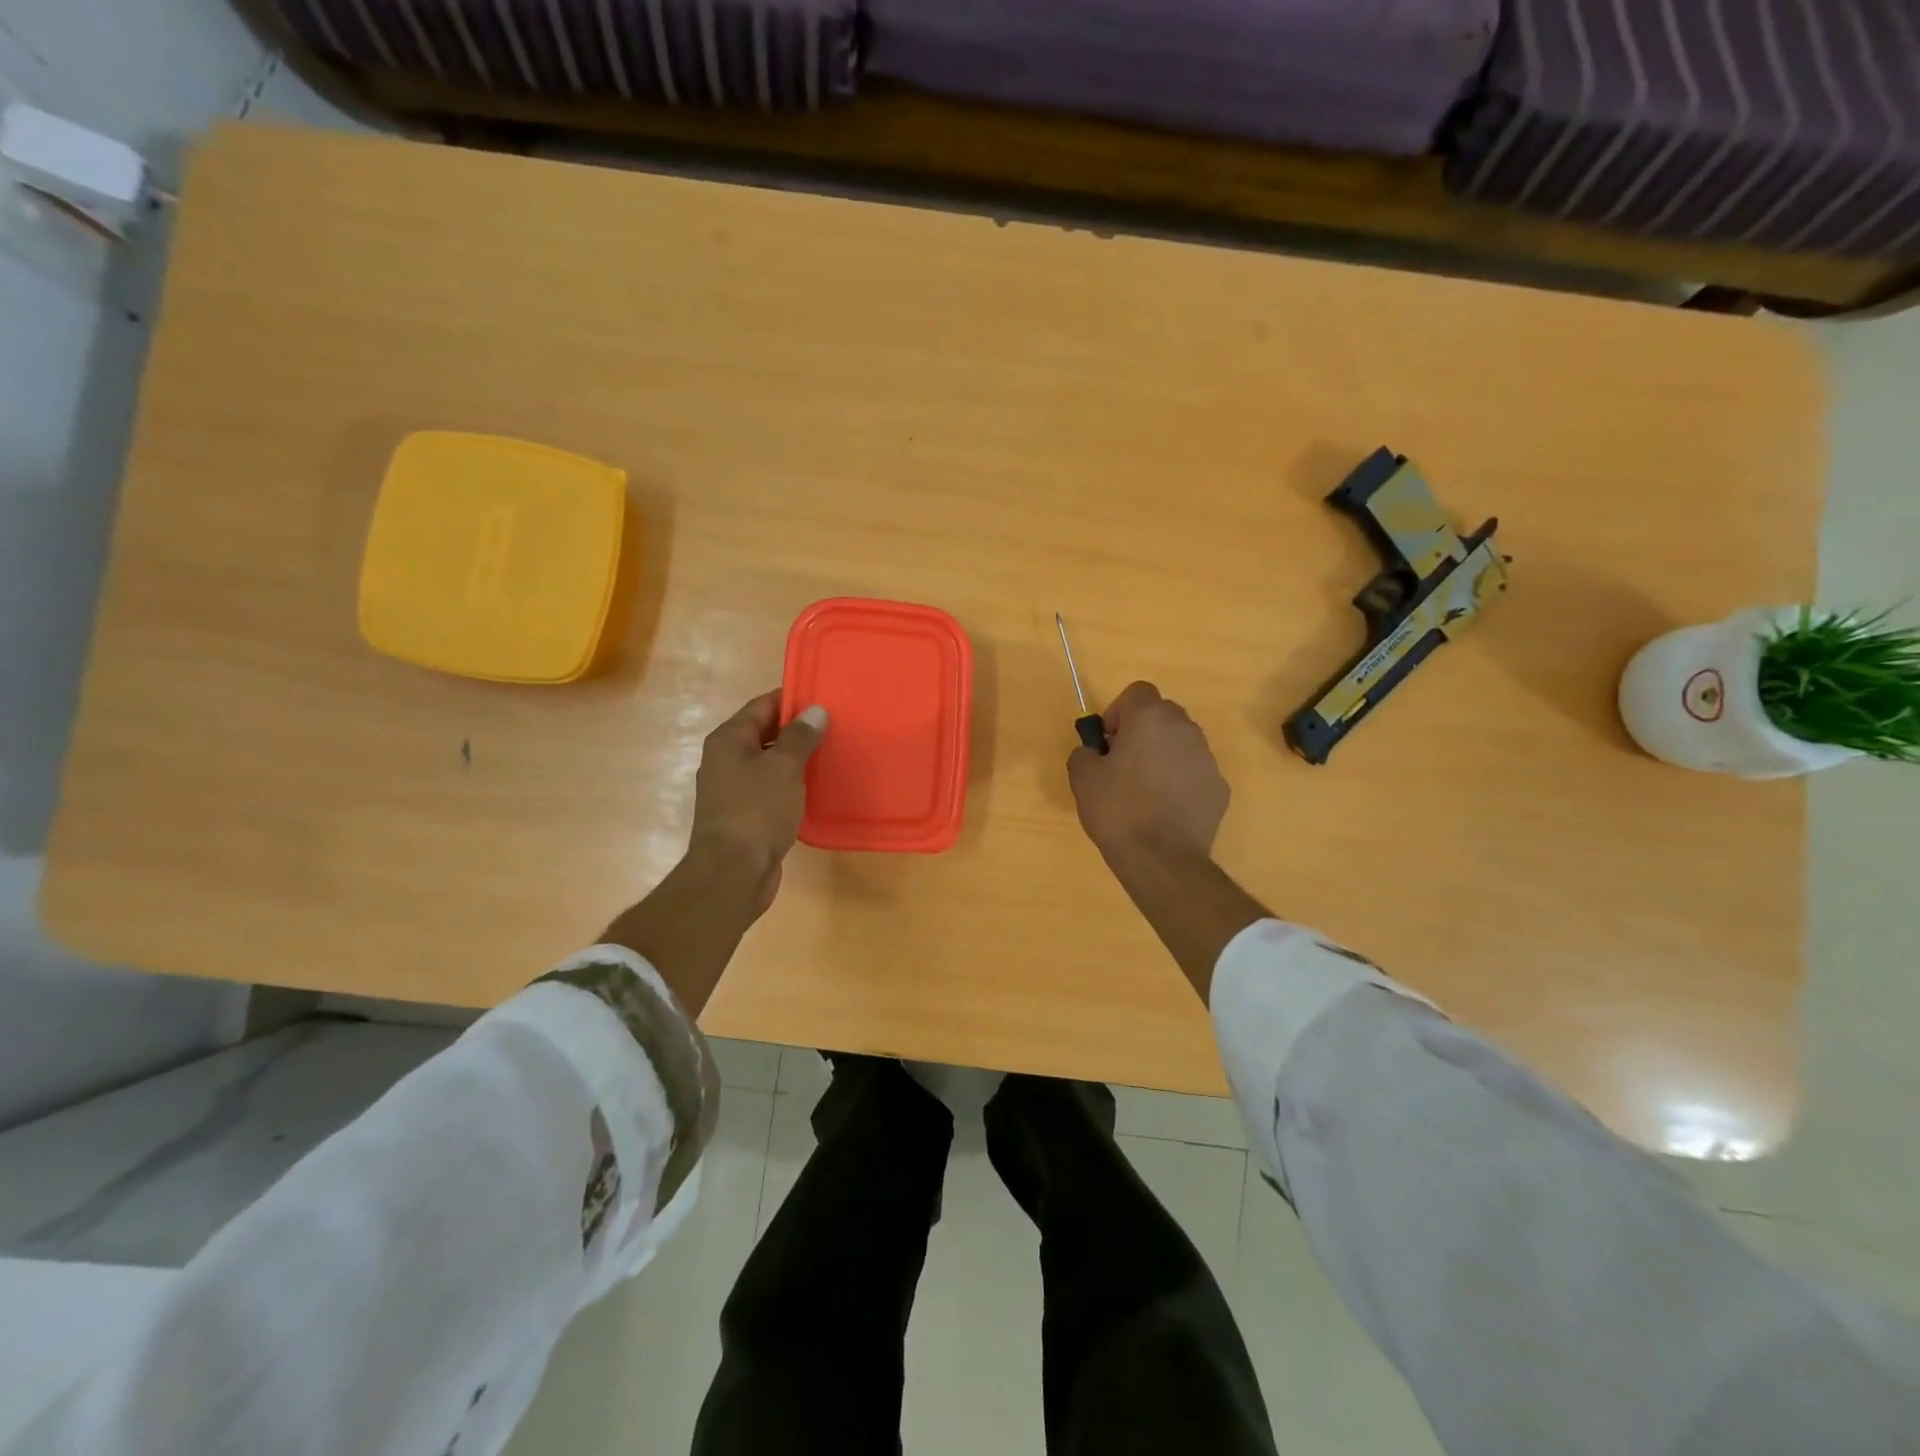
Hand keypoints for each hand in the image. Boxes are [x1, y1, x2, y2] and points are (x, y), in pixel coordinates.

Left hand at [688, 691, 827, 913]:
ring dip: (796, 758)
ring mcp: (733, 789)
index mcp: (729, 740)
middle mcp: (726, 760)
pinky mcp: (744, 815)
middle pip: (764, 733)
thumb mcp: (783, 767)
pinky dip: (791, 784)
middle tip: (836, 725)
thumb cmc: (756, 811)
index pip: (762, 705)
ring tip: (832, 753)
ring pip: (769, 763)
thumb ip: (799, 737)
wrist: (733, 873)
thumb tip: (815, 710)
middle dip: (797, 729)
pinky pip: (771, 789)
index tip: (824, 697)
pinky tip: (816, 788)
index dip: (792, 699)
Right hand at [1068, 681, 1229, 872]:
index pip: (1137, 692)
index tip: (1107, 742)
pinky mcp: (1219, 788)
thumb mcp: (1082, 778)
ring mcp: (1207, 759)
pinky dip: (1179, 782)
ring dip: (1162, 756)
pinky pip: (1193, 773)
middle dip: (1141, 731)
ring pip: (1180, 744)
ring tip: (1143, 791)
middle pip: (1161, 715)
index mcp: (1151, 718)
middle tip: (1122, 764)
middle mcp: (1185, 729)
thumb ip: (1084, 752)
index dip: (1118, 712)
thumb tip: (1094, 752)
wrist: (1162, 859)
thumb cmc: (1118, 810)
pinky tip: (1164, 810)